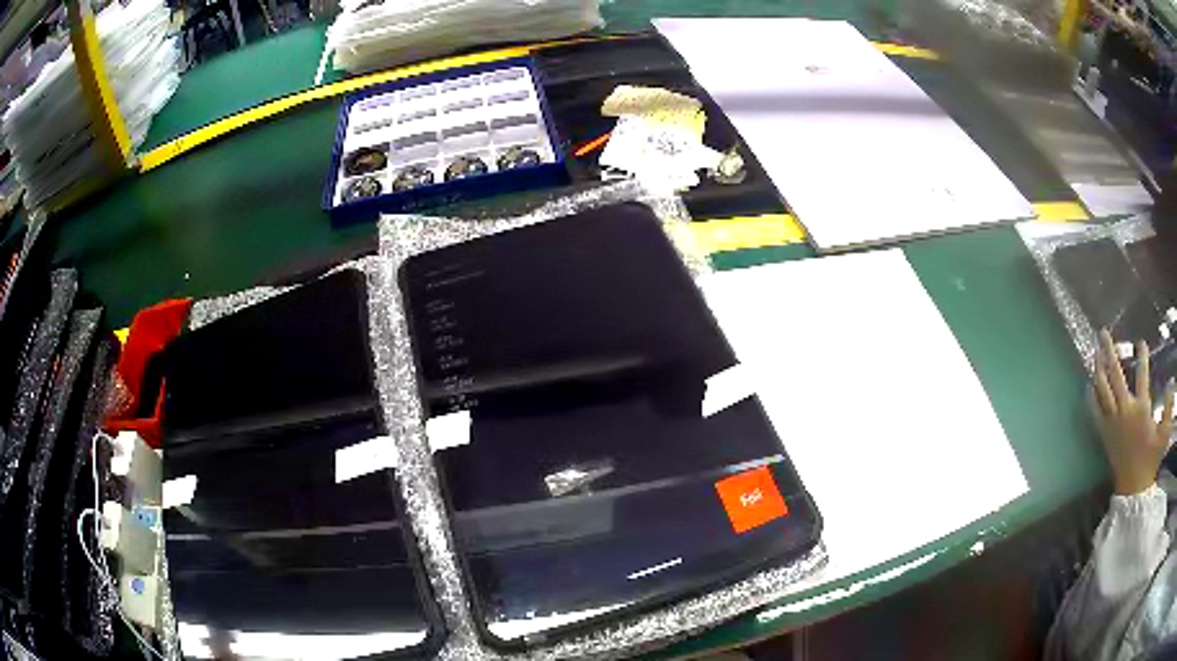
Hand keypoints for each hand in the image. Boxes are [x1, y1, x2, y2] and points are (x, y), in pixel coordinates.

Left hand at [1093, 330, 1174, 495]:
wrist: (1133, 490)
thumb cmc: (1151, 461)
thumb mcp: (1164, 435)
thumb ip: (1169, 407)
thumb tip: (1171, 381)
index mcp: (1141, 409)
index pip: (1142, 374)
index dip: (1142, 356)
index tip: (1141, 342)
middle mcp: (1125, 411)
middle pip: (1115, 375)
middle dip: (1109, 351)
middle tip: (1102, 332)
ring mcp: (1113, 423)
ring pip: (1102, 390)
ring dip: (1098, 369)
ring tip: (1095, 352)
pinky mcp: (1105, 435)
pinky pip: (1095, 411)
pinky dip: (1092, 396)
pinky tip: (1089, 384)